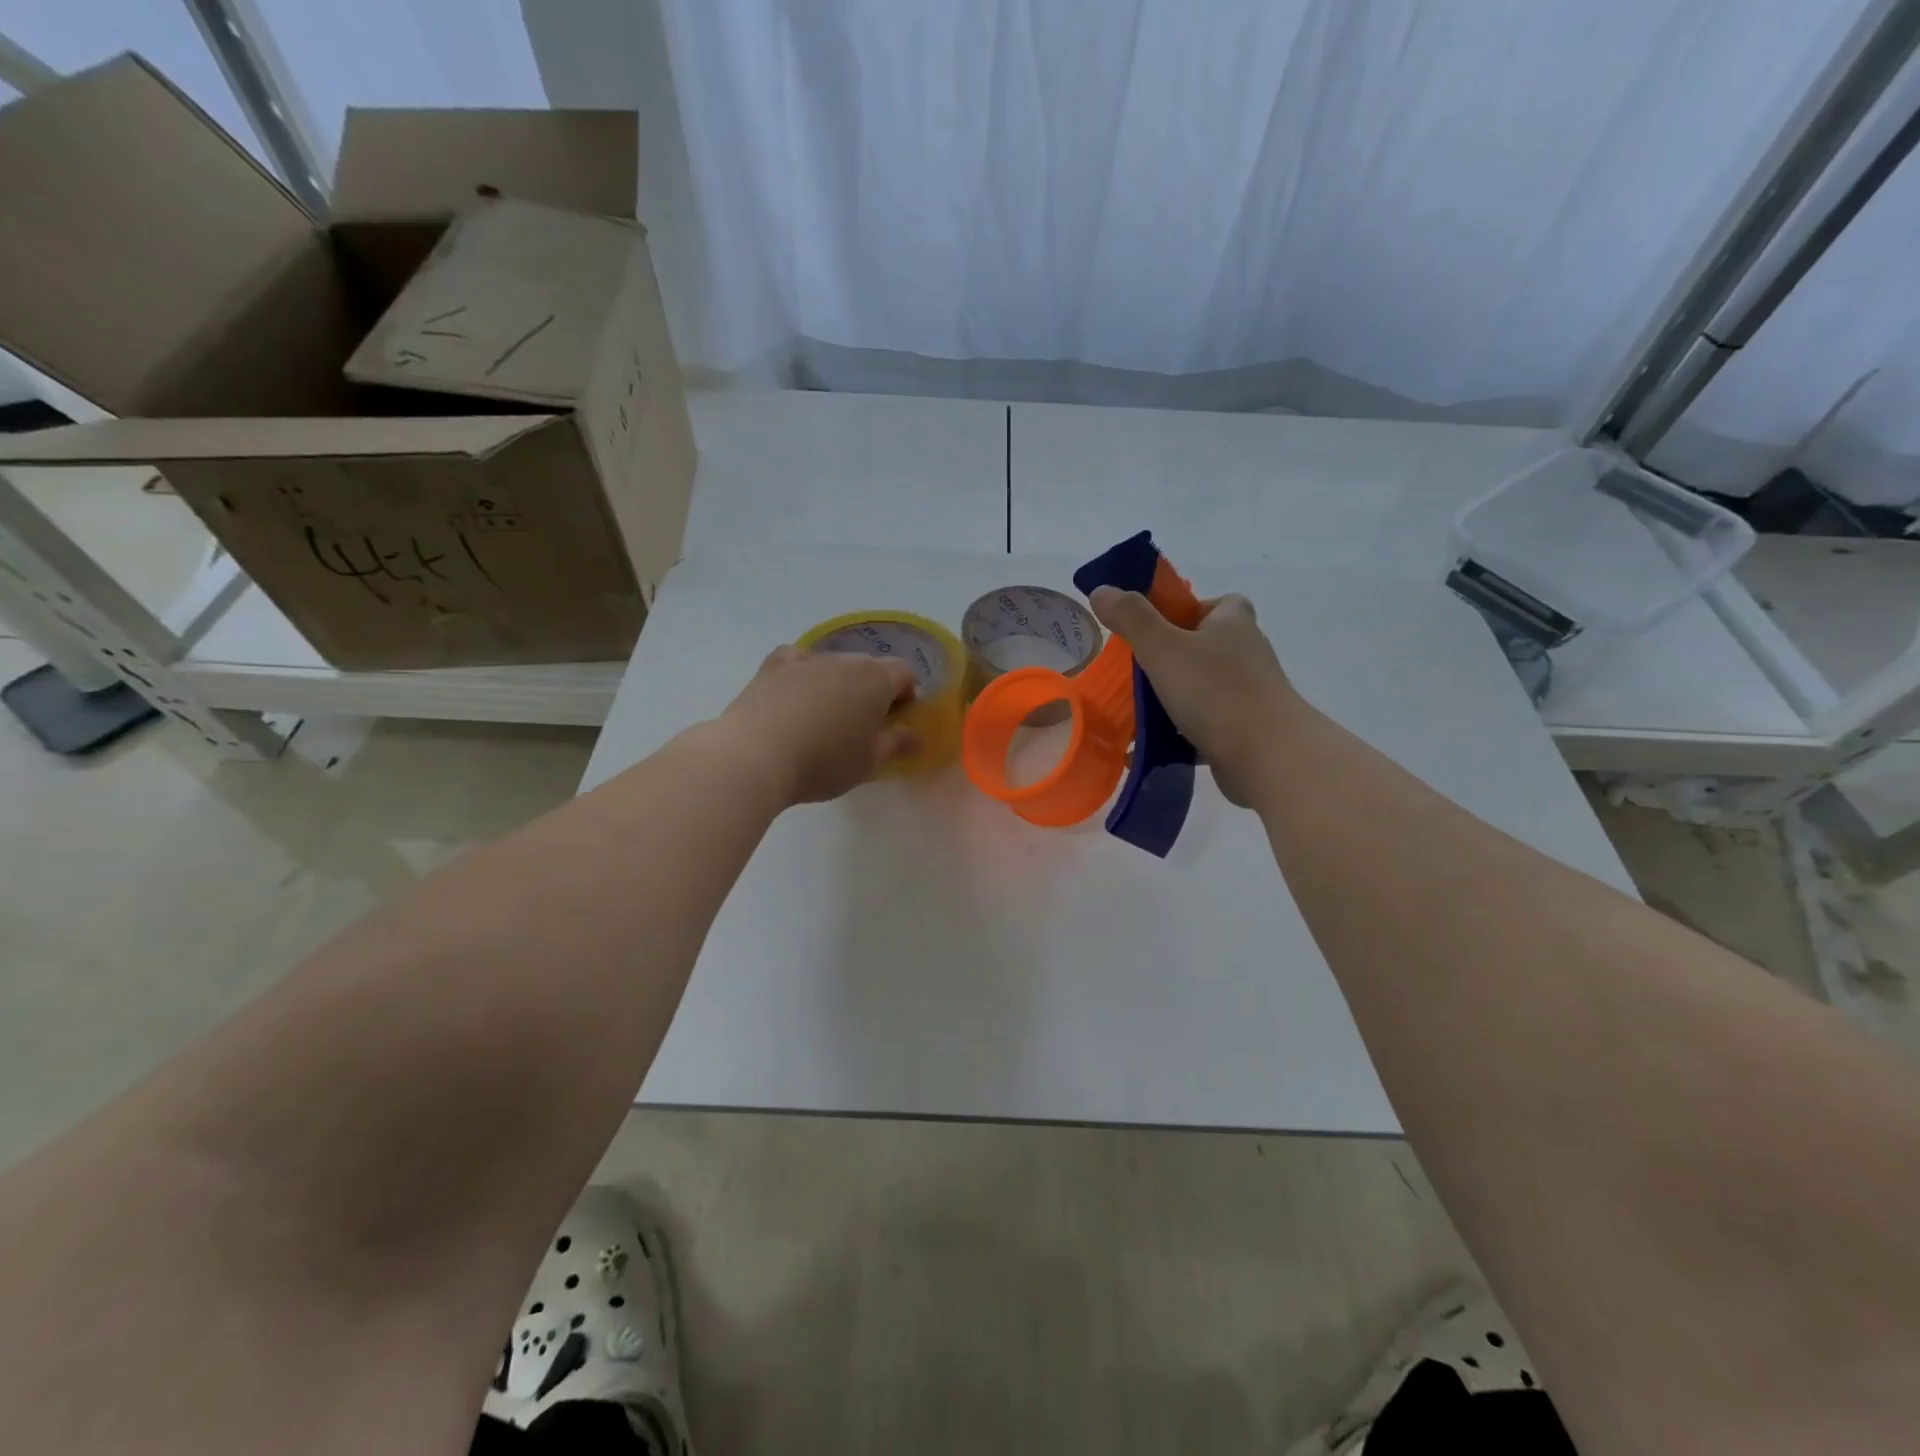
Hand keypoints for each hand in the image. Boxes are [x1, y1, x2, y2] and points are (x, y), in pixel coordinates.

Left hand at [713, 646, 920, 805]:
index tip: (897, 721)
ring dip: (838, 684)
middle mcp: (843, 660)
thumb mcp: (869, 762)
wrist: (755, 757)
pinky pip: (797, 660)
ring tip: (825, 716)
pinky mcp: (772, 667)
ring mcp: (805, 660)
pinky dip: (802, 671)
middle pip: (869, 667)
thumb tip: (916, 735)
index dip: (907, 694)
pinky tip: (796, 691)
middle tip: (863, 725)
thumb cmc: (824, 762)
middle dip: (873, 689)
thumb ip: (897, 744)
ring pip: (833, 664)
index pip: (904, 673)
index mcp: (875, 679)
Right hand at [1089, 587, 1303, 806]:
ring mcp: (1248, 694)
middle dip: (1169, 658)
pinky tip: (1147, 746)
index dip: (1187, 610)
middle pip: (1204, 646)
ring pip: (1202, 688)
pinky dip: (1177, 733)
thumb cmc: (1216, 692)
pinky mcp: (1245, 731)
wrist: (1269, 757)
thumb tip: (1101, 590)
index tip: (1156, 627)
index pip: (1217, 603)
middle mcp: (1246, 654)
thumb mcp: (1164, 648)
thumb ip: (1132, 618)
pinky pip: (1203, 725)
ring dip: (1170, 698)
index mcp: (1233, 623)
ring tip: (1133, 711)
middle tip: (1135, 671)